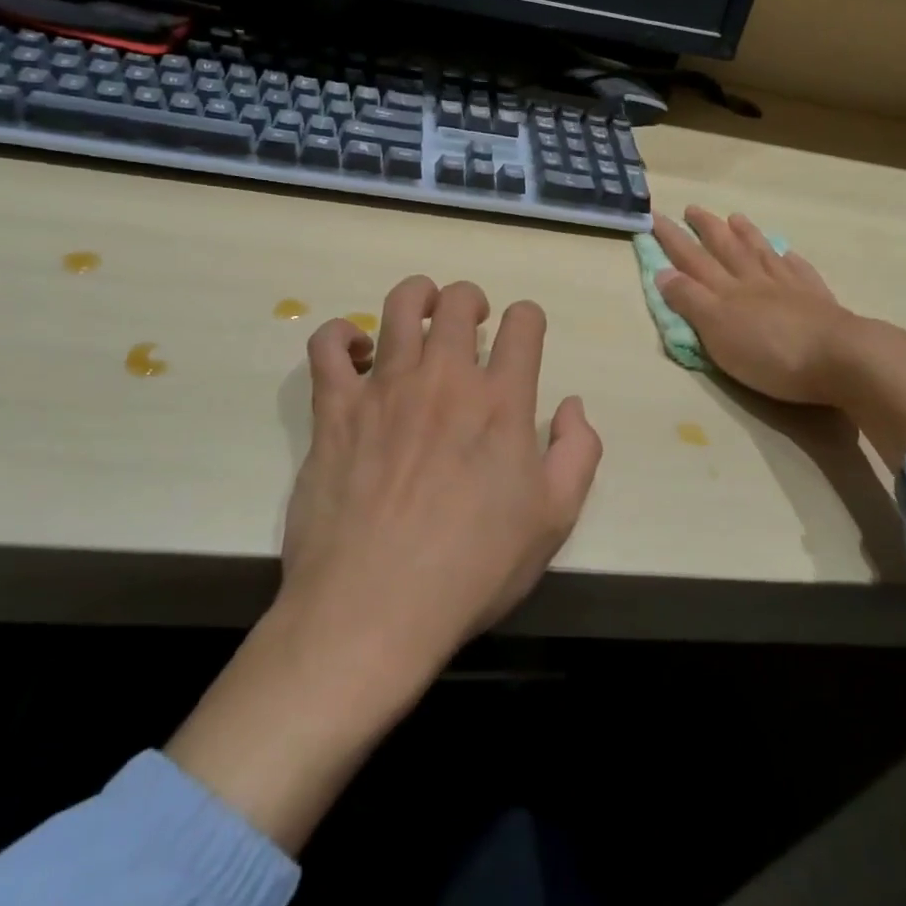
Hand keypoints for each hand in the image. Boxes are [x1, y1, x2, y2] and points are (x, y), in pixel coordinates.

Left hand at [168, 275, 600, 851]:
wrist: (374, 609)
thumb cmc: (472, 569)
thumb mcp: (554, 520)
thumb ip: (577, 451)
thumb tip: (572, 404)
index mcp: (501, 401)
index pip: (525, 323)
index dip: (529, 319)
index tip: (524, 335)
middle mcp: (445, 378)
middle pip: (459, 301)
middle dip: (472, 300)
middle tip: (472, 322)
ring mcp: (385, 388)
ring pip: (400, 305)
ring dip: (417, 296)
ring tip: (422, 312)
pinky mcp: (335, 408)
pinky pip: (328, 346)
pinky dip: (341, 335)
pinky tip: (355, 351)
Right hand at [653, 207, 905, 468]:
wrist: (841, 359)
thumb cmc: (770, 353)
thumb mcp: (718, 331)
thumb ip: (690, 301)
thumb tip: (663, 272)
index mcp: (727, 292)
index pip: (692, 260)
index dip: (672, 240)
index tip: (655, 218)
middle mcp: (755, 281)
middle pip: (727, 249)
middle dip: (706, 229)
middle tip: (692, 208)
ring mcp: (790, 288)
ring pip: (762, 253)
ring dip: (746, 235)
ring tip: (735, 218)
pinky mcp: (818, 301)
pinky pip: (799, 271)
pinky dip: (788, 259)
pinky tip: (786, 252)